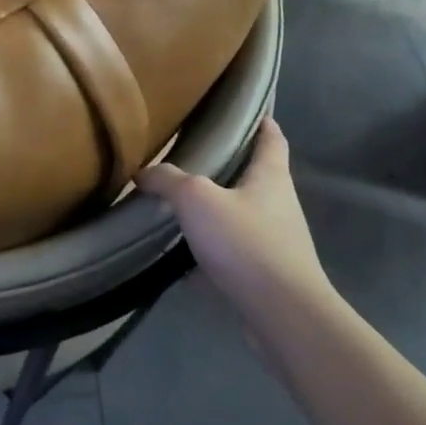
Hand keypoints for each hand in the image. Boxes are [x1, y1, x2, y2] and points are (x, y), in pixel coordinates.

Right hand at [136, 118, 333, 327]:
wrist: (282, 314)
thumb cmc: (246, 242)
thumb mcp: (197, 200)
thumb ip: (168, 180)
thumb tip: (143, 171)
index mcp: (270, 177)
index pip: (272, 138)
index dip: (262, 122)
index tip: (246, 110)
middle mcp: (279, 205)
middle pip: (256, 176)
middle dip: (230, 166)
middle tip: (193, 156)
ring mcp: (276, 242)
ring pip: (243, 215)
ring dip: (218, 209)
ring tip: (180, 203)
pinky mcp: (266, 274)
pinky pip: (234, 252)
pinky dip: (212, 250)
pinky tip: (182, 255)